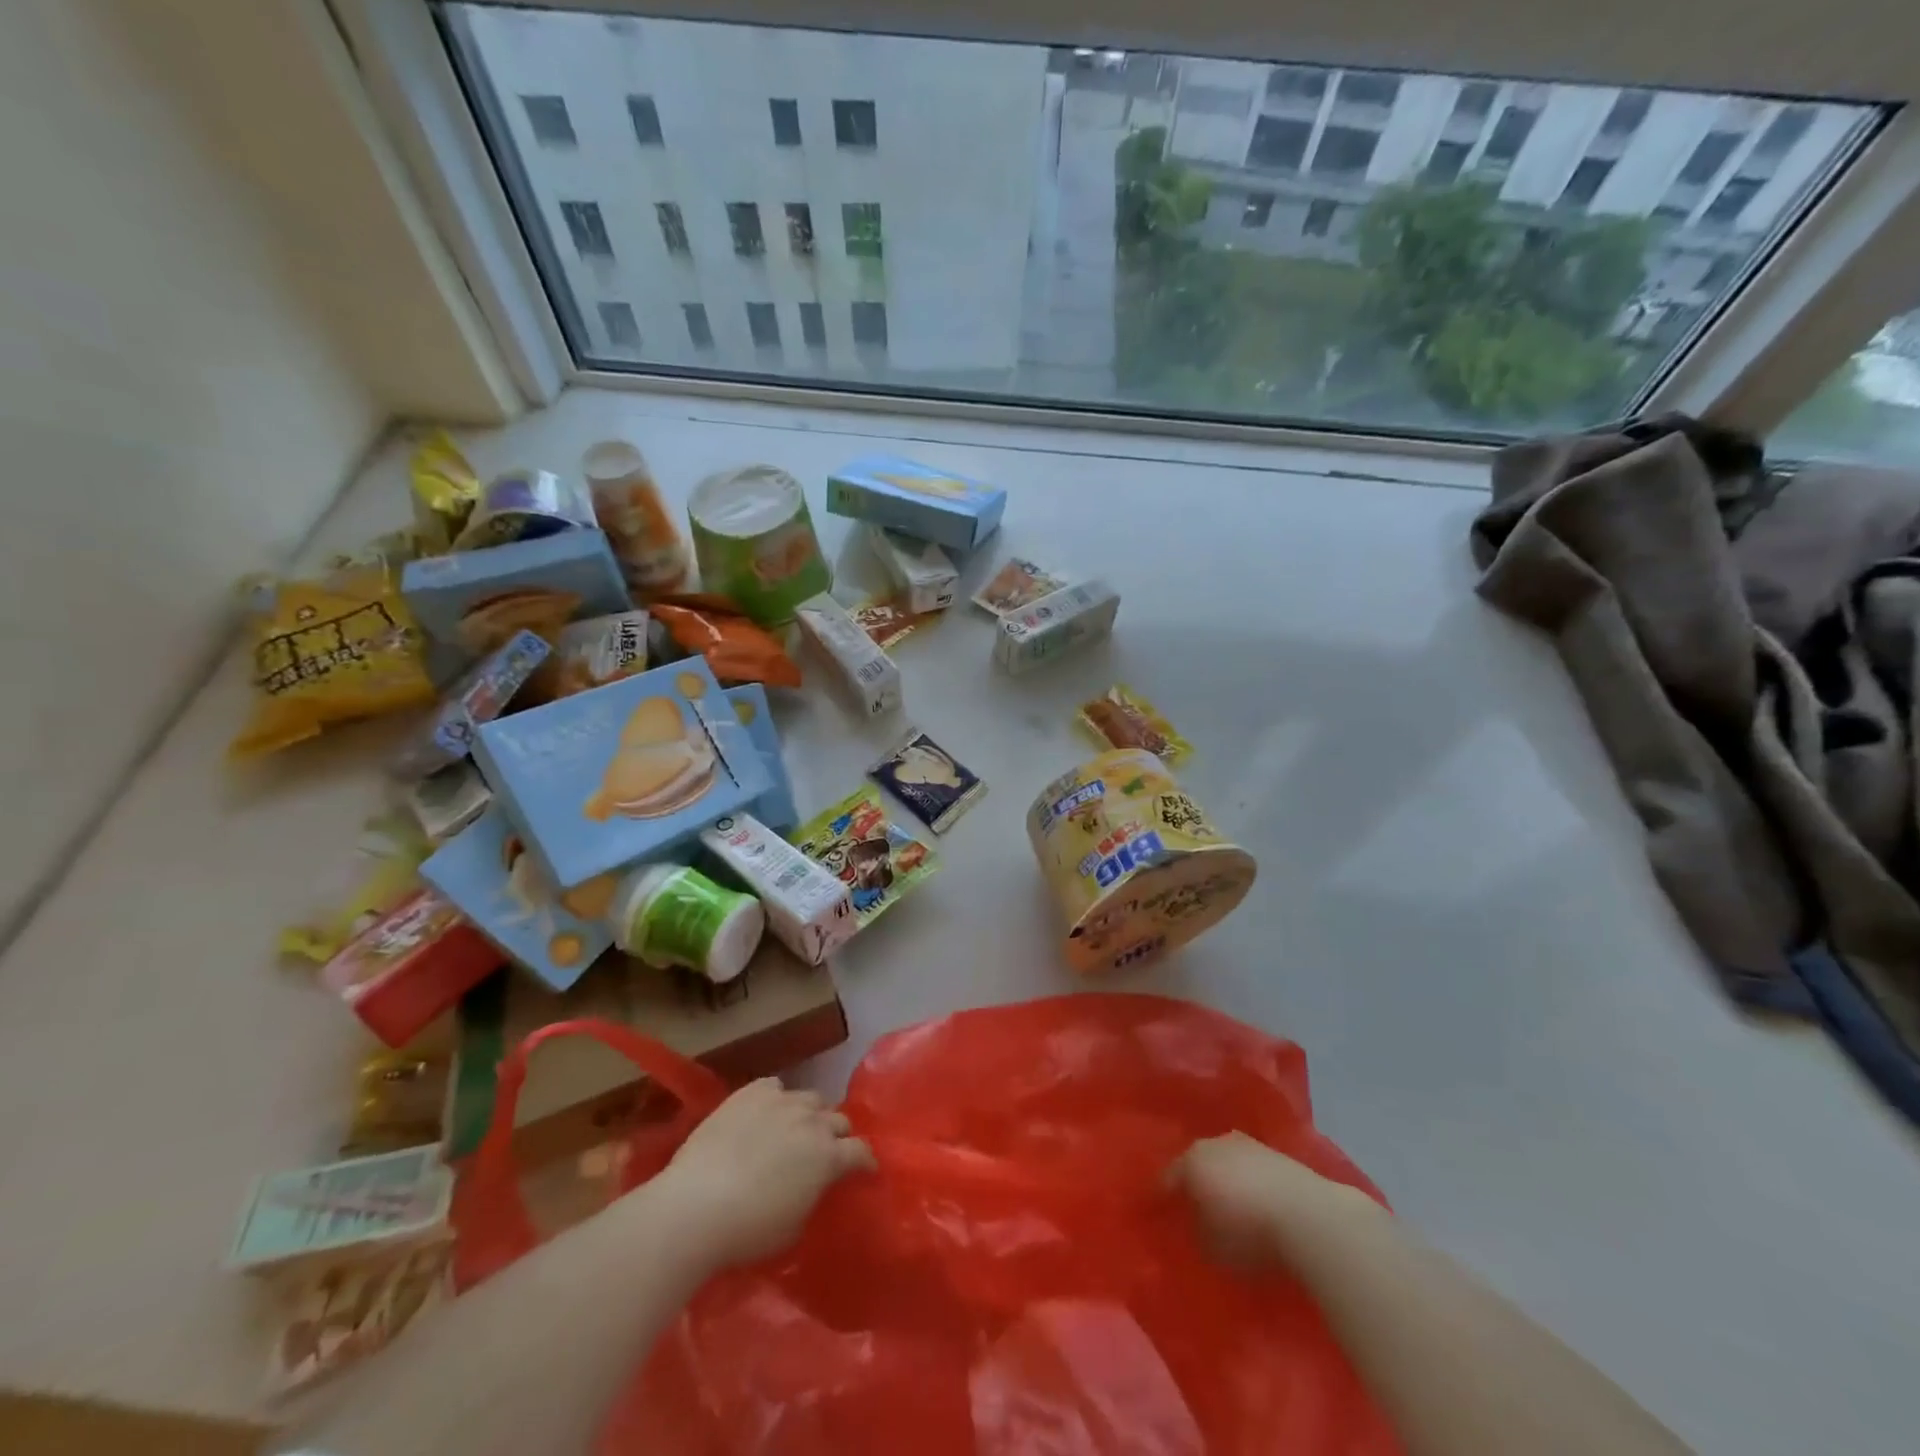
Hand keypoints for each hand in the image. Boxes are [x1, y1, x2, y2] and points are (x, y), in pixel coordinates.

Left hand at [647, 1078, 874, 1271]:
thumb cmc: (748, 1231)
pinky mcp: (750, 1092)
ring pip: (810, 1099)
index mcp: (828, 1157)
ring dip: (810, 1115)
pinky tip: (767, 1114)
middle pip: (838, 1119)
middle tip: (827, 1153)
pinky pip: (775, 1086)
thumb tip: (814, 1185)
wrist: (696, 1206)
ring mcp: (781, 1101)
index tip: (864, 1171)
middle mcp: (812, 1121)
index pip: (861, 1151)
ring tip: (796, 1130)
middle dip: (838, 1135)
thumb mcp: (794, 1227)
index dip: (865, 1162)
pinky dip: (777, 1099)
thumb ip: (813, 1197)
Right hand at [1170, 1133, 1374, 1266]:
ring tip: (1229, 1206)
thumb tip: (1196, 1226)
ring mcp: (1248, 1144)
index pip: (1167, 1179)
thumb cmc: (1248, 1232)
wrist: (1309, 1216)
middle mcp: (1215, 1143)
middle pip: (1197, 1164)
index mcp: (1191, 1161)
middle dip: (1195, 1184)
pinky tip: (1256, 1203)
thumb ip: (1196, 1233)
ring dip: (1225, 1180)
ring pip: (1226, 1162)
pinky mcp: (1278, 1154)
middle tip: (1194, 1208)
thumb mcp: (1211, 1247)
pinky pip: (1252, 1169)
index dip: (1162, 1199)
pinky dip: (1250, 1183)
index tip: (1160, 1215)